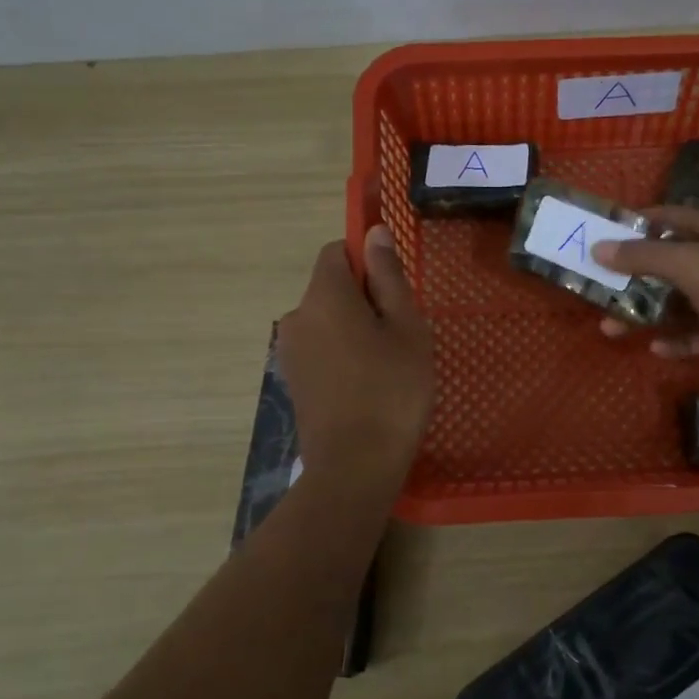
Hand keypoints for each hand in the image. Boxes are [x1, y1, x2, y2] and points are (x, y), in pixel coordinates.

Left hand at [277, 227, 433, 480]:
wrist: (354, 466)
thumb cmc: (392, 390)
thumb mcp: (406, 328)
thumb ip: (389, 276)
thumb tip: (374, 232)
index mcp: (324, 296)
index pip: (337, 251)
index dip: (367, 260)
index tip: (395, 290)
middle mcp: (297, 316)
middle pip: (331, 288)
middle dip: (365, 299)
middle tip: (402, 335)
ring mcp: (291, 351)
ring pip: (327, 321)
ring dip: (355, 329)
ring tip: (388, 365)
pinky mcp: (293, 380)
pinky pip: (321, 349)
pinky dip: (342, 354)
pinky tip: (367, 386)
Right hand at [593, 209, 698, 395]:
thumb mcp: (697, 265)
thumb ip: (647, 256)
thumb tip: (599, 247)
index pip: (667, 217)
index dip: (632, 226)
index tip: (595, 238)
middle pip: (667, 264)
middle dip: (630, 277)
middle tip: (593, 291)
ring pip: (677, 303)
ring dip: (645, 314)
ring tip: (608, 328)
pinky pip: (696, 335)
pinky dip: (676, 341)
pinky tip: (655, 349)